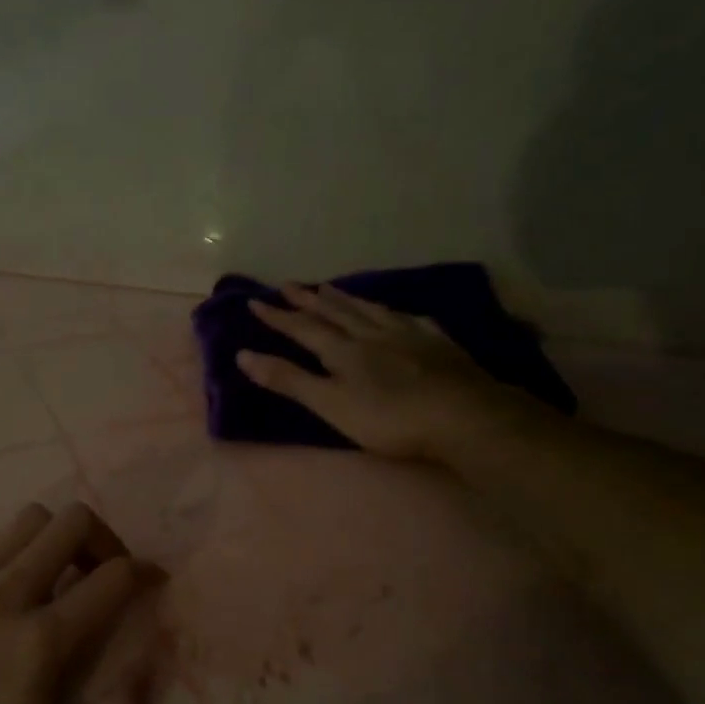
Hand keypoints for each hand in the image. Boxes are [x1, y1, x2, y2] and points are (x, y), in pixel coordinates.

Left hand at [0, 502, 160, 703]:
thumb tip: (141, 675)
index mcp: (42, 641)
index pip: (113, 576)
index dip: (144, 572)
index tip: (150, 582)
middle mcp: (7, 595)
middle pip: (72, 523)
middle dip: (102, 540)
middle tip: (101, 572)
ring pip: (27, 519)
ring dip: (53, 539)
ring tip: (54, 572)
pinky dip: (0, 543)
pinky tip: (0, 576)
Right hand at [236, 284, 537, 460]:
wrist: (462, 415)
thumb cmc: (388, 418)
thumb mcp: (330, 404)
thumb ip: (289, 380)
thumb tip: (243, 355)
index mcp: (343, 351)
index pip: (303, 328)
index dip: (278, 316)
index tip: (255, 301)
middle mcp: (371, 334)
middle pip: (335, 312)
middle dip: (308, 300)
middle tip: (289, 285)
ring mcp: (407, 335)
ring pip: (369, 310)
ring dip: (345, 299)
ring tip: (330, 288)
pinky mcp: (436, 343)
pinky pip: (407, 319)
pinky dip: (390, 311)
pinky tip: (393, 311)